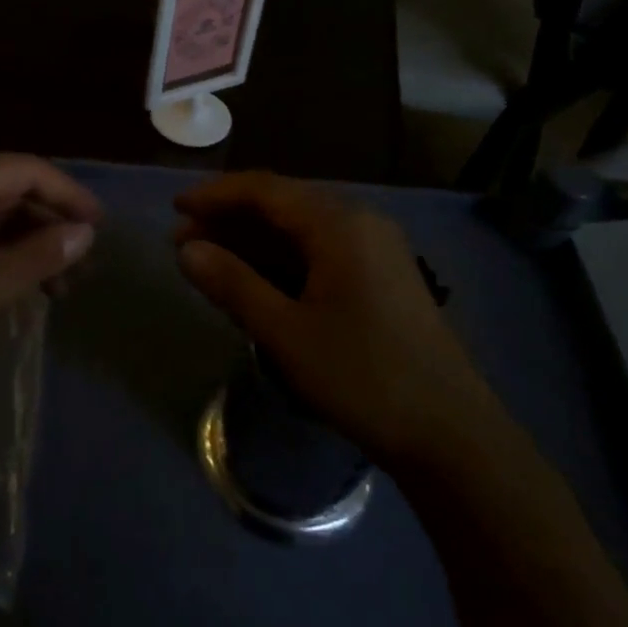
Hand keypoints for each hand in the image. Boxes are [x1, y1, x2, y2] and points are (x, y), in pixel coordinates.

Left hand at [0, 155, 100, 390]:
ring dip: (25, 244)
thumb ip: (38, 257)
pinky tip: (16, 286)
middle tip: (82, 264)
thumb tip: (85, 233)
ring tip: (58, 286)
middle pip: (8, 191)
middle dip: (49, 225)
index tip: (99, 226)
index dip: (67, 194)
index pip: (25, 170)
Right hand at [174, 172, 497, 464]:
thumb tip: (186, 250)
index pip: (265, 190)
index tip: (175, 209)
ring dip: (252, 242)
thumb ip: (232, 284)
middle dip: (229, 220)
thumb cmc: (364, 377)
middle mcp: (359, 223)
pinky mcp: (380, 277)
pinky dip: (281, 261)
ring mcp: (374, 249)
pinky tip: (253, 281)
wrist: (453, 436)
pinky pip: (319, 252)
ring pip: (300, 230)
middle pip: (282, 205)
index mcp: (339, 224)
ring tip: (208, 261)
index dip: (215, 195)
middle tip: (183, 242)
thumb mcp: (286, 332)